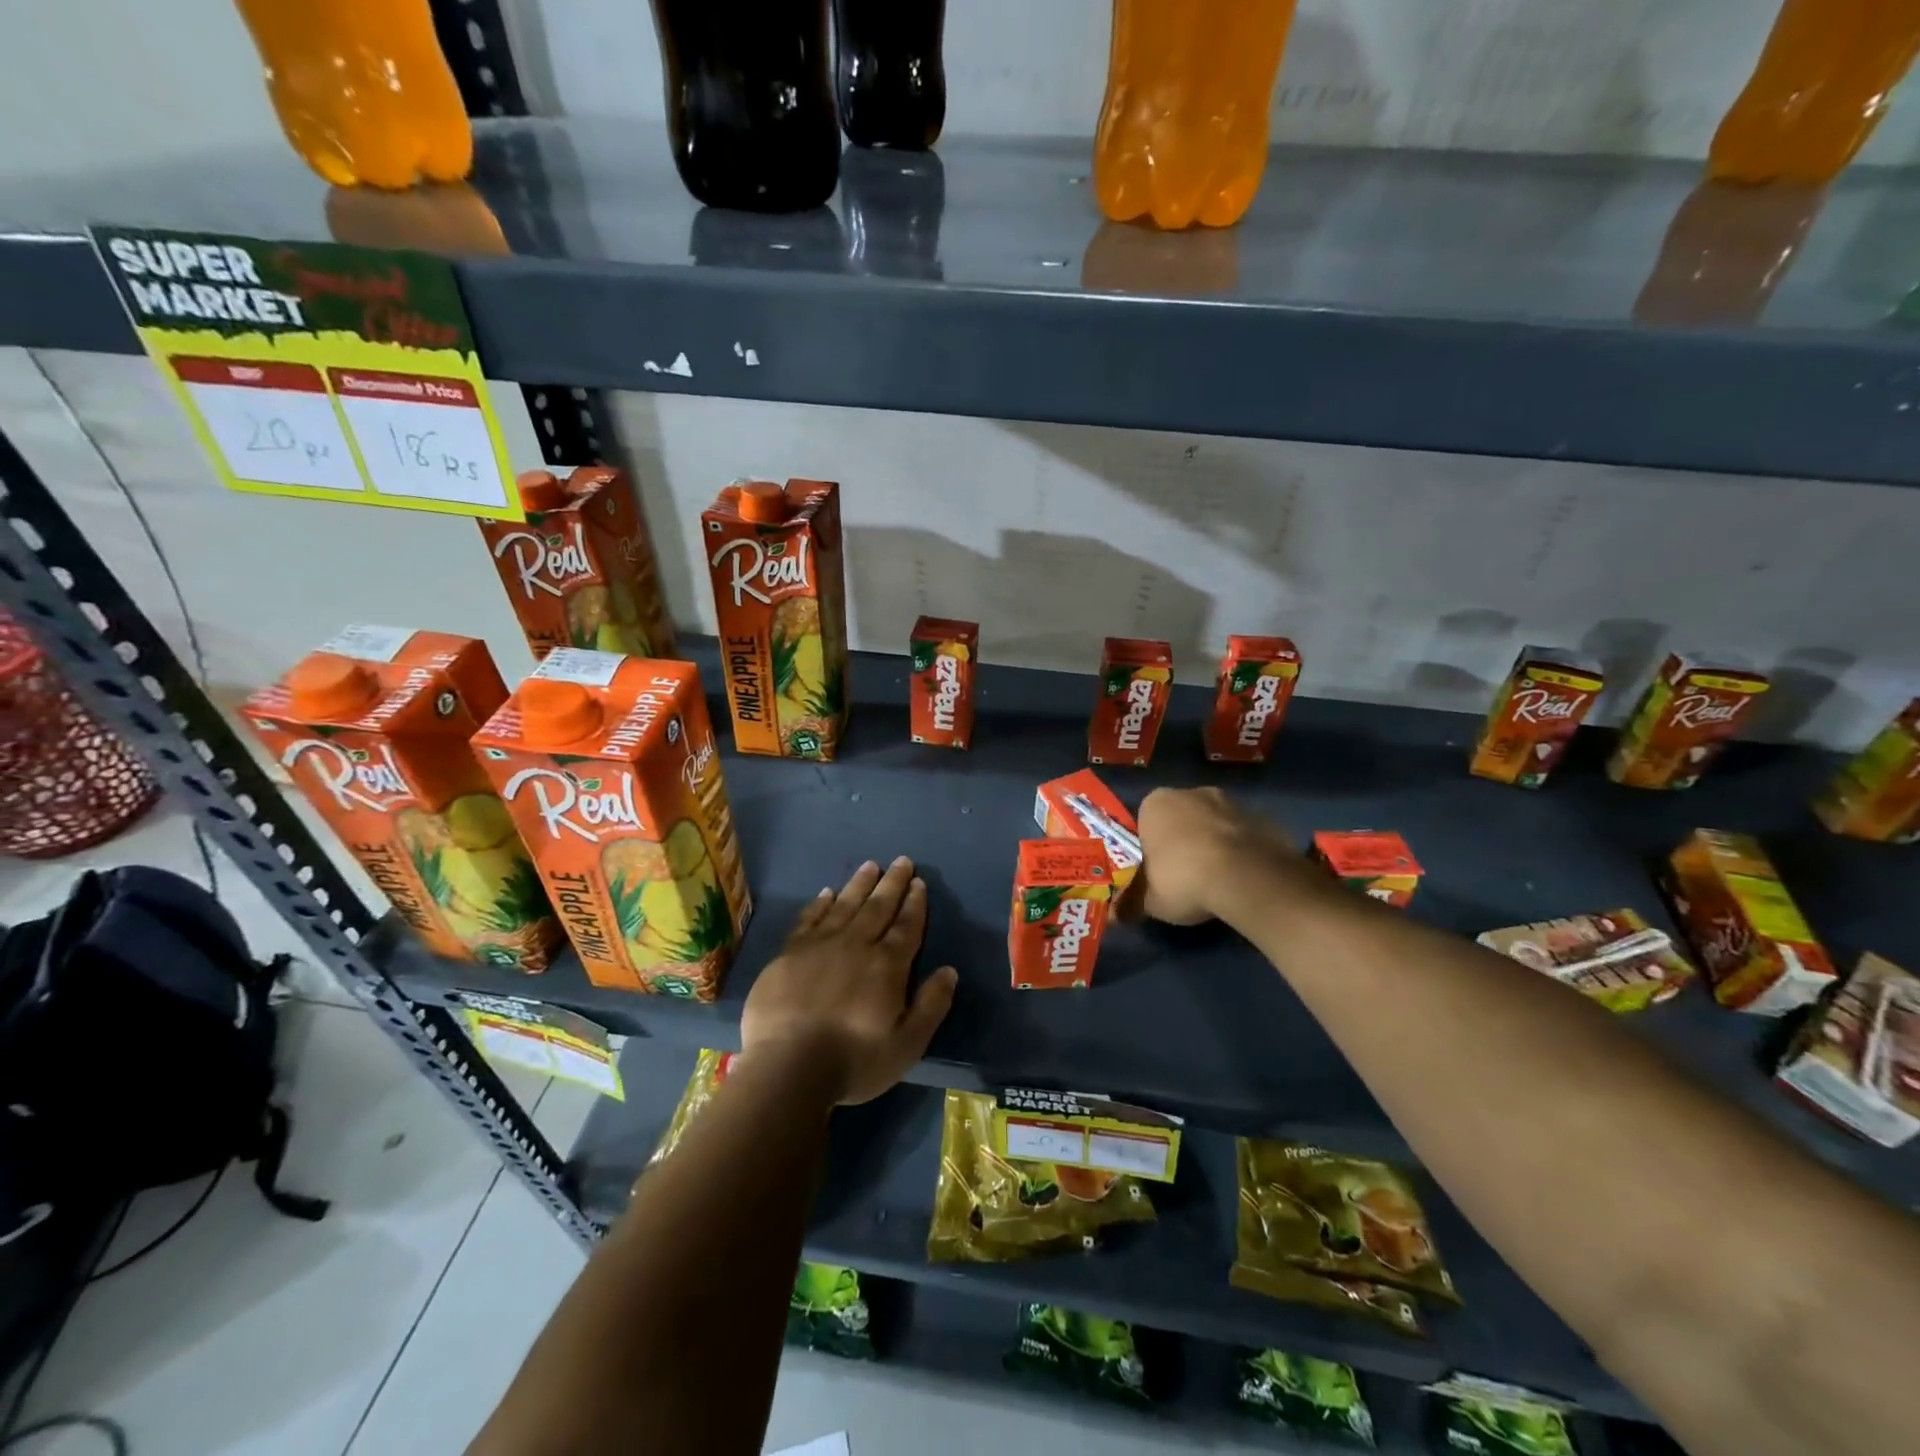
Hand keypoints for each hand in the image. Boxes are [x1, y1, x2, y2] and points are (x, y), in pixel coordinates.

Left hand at [740, 856, 957, 1105]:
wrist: (788, 1066)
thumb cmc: (854, 1060)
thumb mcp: (907, 1044)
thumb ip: (931, 1005)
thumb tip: (949, 970)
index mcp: (887, 966)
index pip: (906, 926)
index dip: (915, 904)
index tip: (919, 883)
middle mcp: (856, 945)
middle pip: (878, 907)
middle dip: (892, 883)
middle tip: (901, 861)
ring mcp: (819, 946)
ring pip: (844, 905)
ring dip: (860, 884)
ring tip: (871, 866)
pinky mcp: (789, 954)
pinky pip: (809, 919)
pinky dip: (820, 903)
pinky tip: (827, 893)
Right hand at [1133, 786, 1295, 925]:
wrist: (1247, 878)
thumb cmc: (1182, 879)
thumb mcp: (1147, 900)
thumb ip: (1130, 902)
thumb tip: (1115, 915)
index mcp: (1155, 803)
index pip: (1144, 822)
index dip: (1148, 847)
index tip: (1153, 871)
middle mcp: (1191, 792)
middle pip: (1180, 819)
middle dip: (1181, 842)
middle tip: (1182, 876)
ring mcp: (1231, 802)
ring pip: (1213, 825)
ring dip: (1213, 845)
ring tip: (1215, 881)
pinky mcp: (1262, 818)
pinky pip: (1242, 836)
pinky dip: (1240, 852)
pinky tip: (1241, 879)